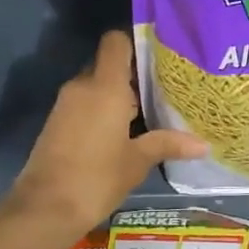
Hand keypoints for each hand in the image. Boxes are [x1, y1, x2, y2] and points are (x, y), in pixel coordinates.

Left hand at [11, 31, 206, 233]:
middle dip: (132, 74)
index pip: (116, 41)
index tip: (160, 55)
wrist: (45, 207)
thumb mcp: (137, 161)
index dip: (136, 41)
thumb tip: (203, 144)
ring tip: (149, 111)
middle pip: (108, 63)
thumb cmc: (97, 178)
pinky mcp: (57, 122)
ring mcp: (65, 104)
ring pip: (96, 85)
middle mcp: (82, 86)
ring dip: (117, 94)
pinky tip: (124, 131)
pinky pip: (84, 103)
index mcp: (104, 86)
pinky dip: (102, 109)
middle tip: (163, 88)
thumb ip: (168, 144)